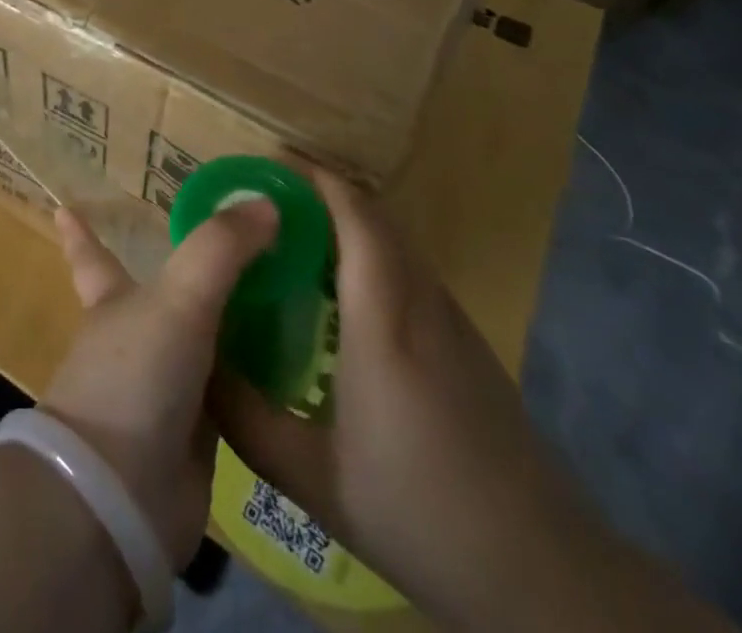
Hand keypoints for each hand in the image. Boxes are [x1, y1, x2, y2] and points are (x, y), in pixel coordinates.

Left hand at [41, 197, 278, 568]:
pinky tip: (292, 358)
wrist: (124, 497)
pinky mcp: (197, 433)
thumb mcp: (179, 298)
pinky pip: (233, 389)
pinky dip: (256, 372)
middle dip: (184, 273)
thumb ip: (221, 248)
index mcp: (114, 299)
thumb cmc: (135, 377)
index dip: (80, 232)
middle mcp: (136, 337)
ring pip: (202, 340)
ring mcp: (165, 386)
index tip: (62, 205)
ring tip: (277, 292)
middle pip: (159, 295)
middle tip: (231, 245)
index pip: (91, 255)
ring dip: (231, 320)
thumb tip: (266, 203)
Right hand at [214, 169, 732, 632]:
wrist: (546, 577)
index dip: (312, 177)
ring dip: (345, 218)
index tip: (264, 164)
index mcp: (383, 322)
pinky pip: (409, 267)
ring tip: (291, 233)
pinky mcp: (467, 341)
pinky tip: (339, 290)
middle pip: (375, 216)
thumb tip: (195, 363)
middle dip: (320, 189)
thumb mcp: (313, 480)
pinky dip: (369, 250)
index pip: (355, 216)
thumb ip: (245, 417)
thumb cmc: (420, 517)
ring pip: (396, 239)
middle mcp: (422, 303)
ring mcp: (452, 320)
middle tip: (264, 196)